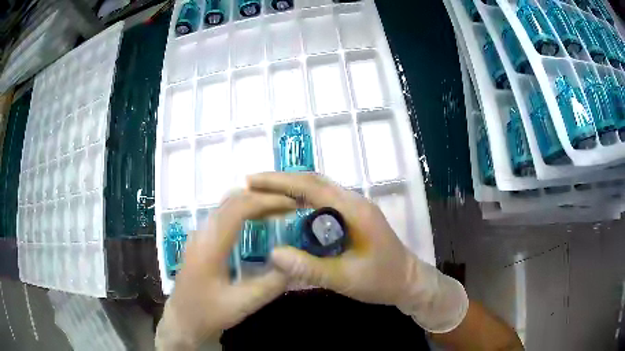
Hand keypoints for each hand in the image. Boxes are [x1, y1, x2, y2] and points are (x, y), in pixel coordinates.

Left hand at [156, 191, 295, 349]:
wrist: (182, 321)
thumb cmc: (208, 314)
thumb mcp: (241, 305)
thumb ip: (270, 285)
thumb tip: (296, 263)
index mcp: (210, 245)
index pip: (238, 209)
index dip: (266, 201)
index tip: (291, 205)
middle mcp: (203, 233)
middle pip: (231, 200)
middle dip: (262, 197)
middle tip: (289, 204)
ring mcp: (200, 236)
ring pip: (226, 206)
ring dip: (253, 202)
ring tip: (279, 210)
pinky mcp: (202, 242)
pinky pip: (224, 216)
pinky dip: (244, 211)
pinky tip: (258, 222)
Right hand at [248, 172, 468, 332]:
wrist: (409, 282)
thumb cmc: (382, 280)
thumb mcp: (345, 278)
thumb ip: (310, 268)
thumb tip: (273, 253)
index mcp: (353, 210)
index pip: (311, 186)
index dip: (279, 181)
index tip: (252, 182)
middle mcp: (353, 202)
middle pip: (313, 182)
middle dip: (281, 181)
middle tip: (252, 186)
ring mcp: (355, 208)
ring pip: (318, 190)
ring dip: (290, 189)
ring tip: (263, 195)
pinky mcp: (353, 217)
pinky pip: (323, 202)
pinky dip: (301, 201)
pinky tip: (288, 212)